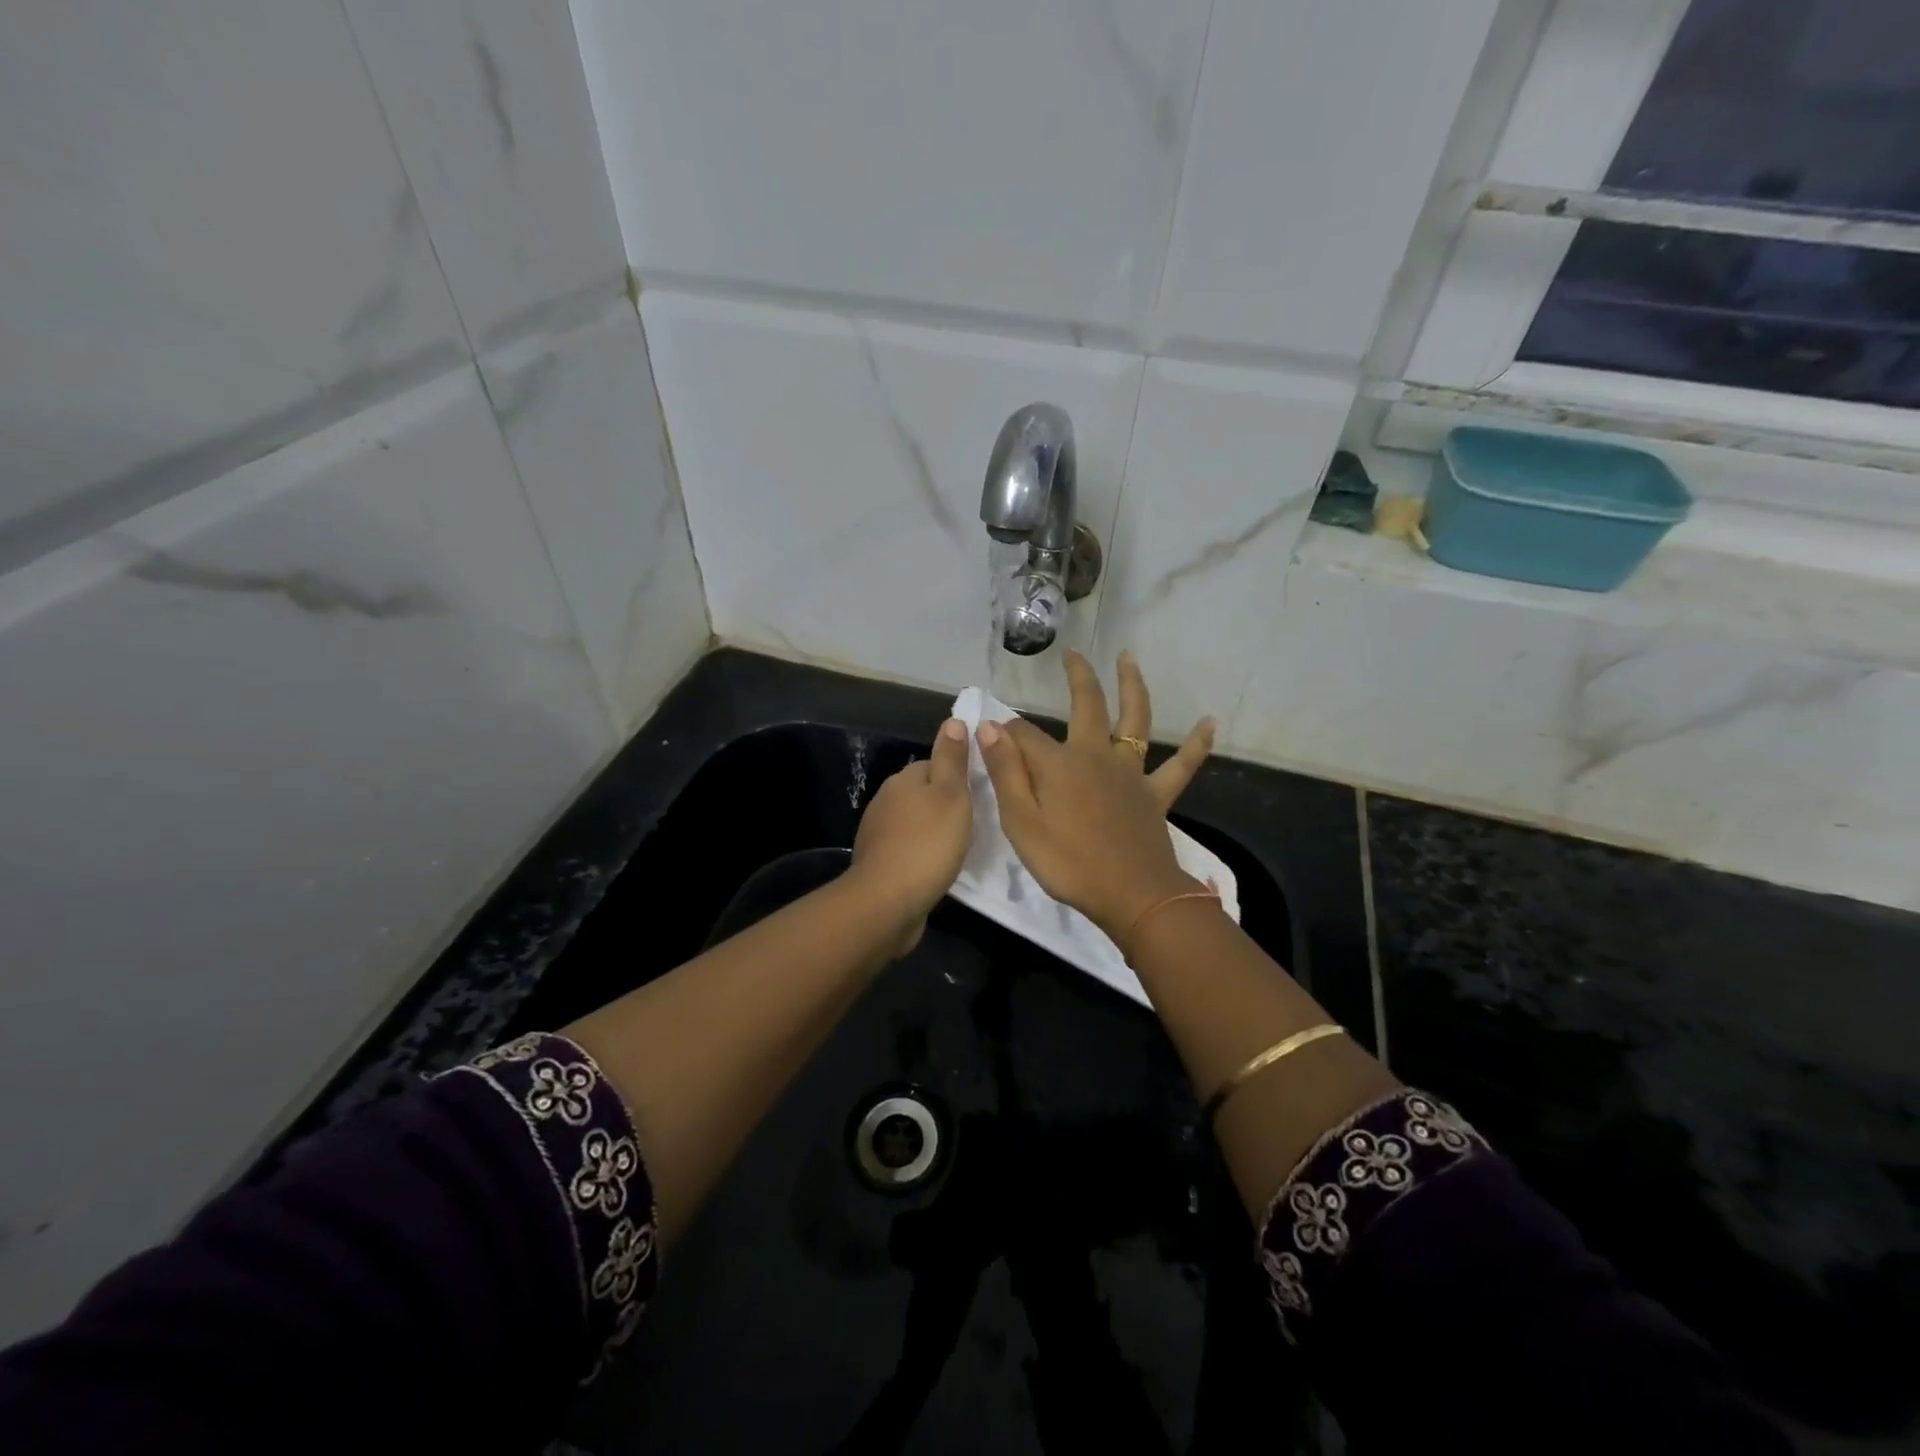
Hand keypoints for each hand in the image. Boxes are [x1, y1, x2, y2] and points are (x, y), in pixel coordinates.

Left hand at [850, 718, 973, 955]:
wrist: (887, 902)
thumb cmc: (928, 843)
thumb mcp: (951, 795)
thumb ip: (952, 758)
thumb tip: (952, 720)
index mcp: (904, 779)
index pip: (934, 765)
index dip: (958, 778)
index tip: (979, 796)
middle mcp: (886, 800)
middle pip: (923, 794)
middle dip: (945, 806)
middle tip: (974, 824)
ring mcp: (878, 833)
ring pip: (915, 823)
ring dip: (933, 832)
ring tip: (959, 849)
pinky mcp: (879, 863)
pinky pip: (907, 850)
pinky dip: (922, 855)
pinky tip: (937, 869)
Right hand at [975, 651, 1213, 938]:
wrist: (1132, 896)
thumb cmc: (1068, 863)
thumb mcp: (1021, 823)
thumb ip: (1006, 772)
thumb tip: (991, 725)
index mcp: (1059, 763)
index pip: (1023, 735)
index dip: (1004, 732)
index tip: (989, 733)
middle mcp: (1096, 755)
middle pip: (1087, 705)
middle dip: (1078, 677)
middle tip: (1072, 655)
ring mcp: (1131, 772)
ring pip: (1135, 719)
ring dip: (1133, 685)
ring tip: (1130, 657)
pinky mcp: (1156, 794)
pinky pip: (1181, 765)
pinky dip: (1197, 744)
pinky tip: (1210, 722)